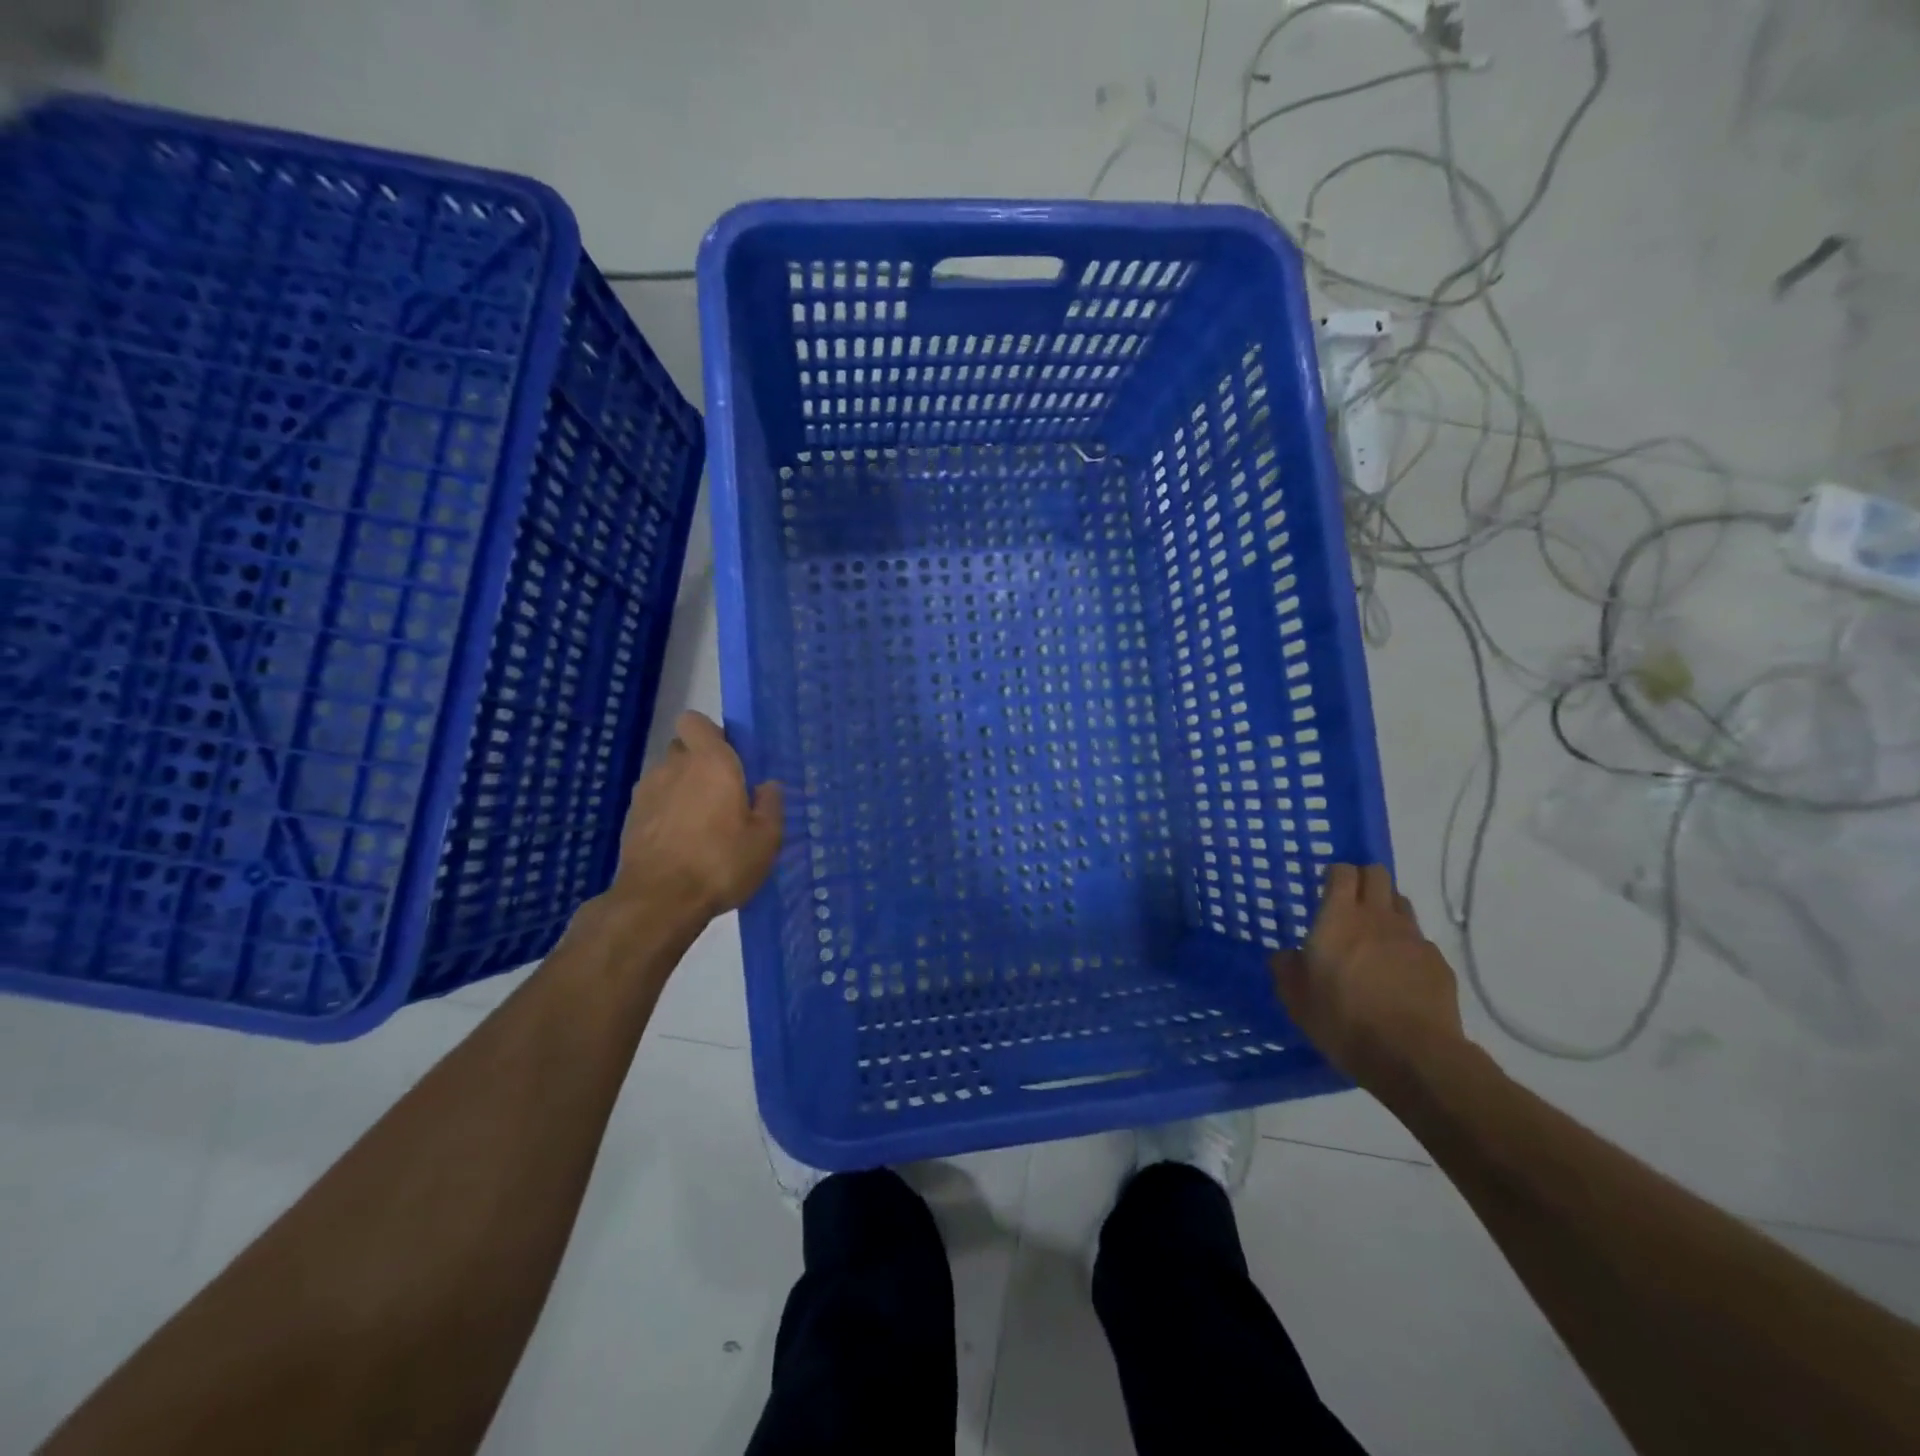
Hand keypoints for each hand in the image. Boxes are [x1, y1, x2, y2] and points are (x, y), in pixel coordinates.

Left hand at [602, 712, 783, 922]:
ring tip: (701, 824)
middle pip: (683, 749)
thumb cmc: (721, 862)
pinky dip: (666, 814)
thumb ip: (770, 806)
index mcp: (711, 762)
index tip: (729, 756)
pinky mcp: (631, 820)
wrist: (659, 901)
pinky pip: (654, 804)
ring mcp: (647, 793)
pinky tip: (681, 843)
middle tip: (722, 793)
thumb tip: (768, 786)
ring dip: (682, 790)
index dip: (710, 733)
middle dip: (699, 763)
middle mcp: (674, 767)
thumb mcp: (766, 839)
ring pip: (666, 777)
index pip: (695, 721)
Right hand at [1270, 864, 1466, 1093]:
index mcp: (1338, 918)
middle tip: (1351, 903)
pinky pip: (1420, 941)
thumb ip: (1286, 969)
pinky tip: (1400, 974)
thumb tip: (1285, 955)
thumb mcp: (1296, 999)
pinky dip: (1408, 948)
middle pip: (1378, 874)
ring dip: (1387, 909)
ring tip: (1375, 937)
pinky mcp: (1439, 963)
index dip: (1335, 874)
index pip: (1343, 872)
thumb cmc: (1343, 1021)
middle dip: (1364, 879)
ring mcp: (1413, 938)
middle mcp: (1378, 917)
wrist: (1413, 1056)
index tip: (1326, 888)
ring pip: (1401, 904)